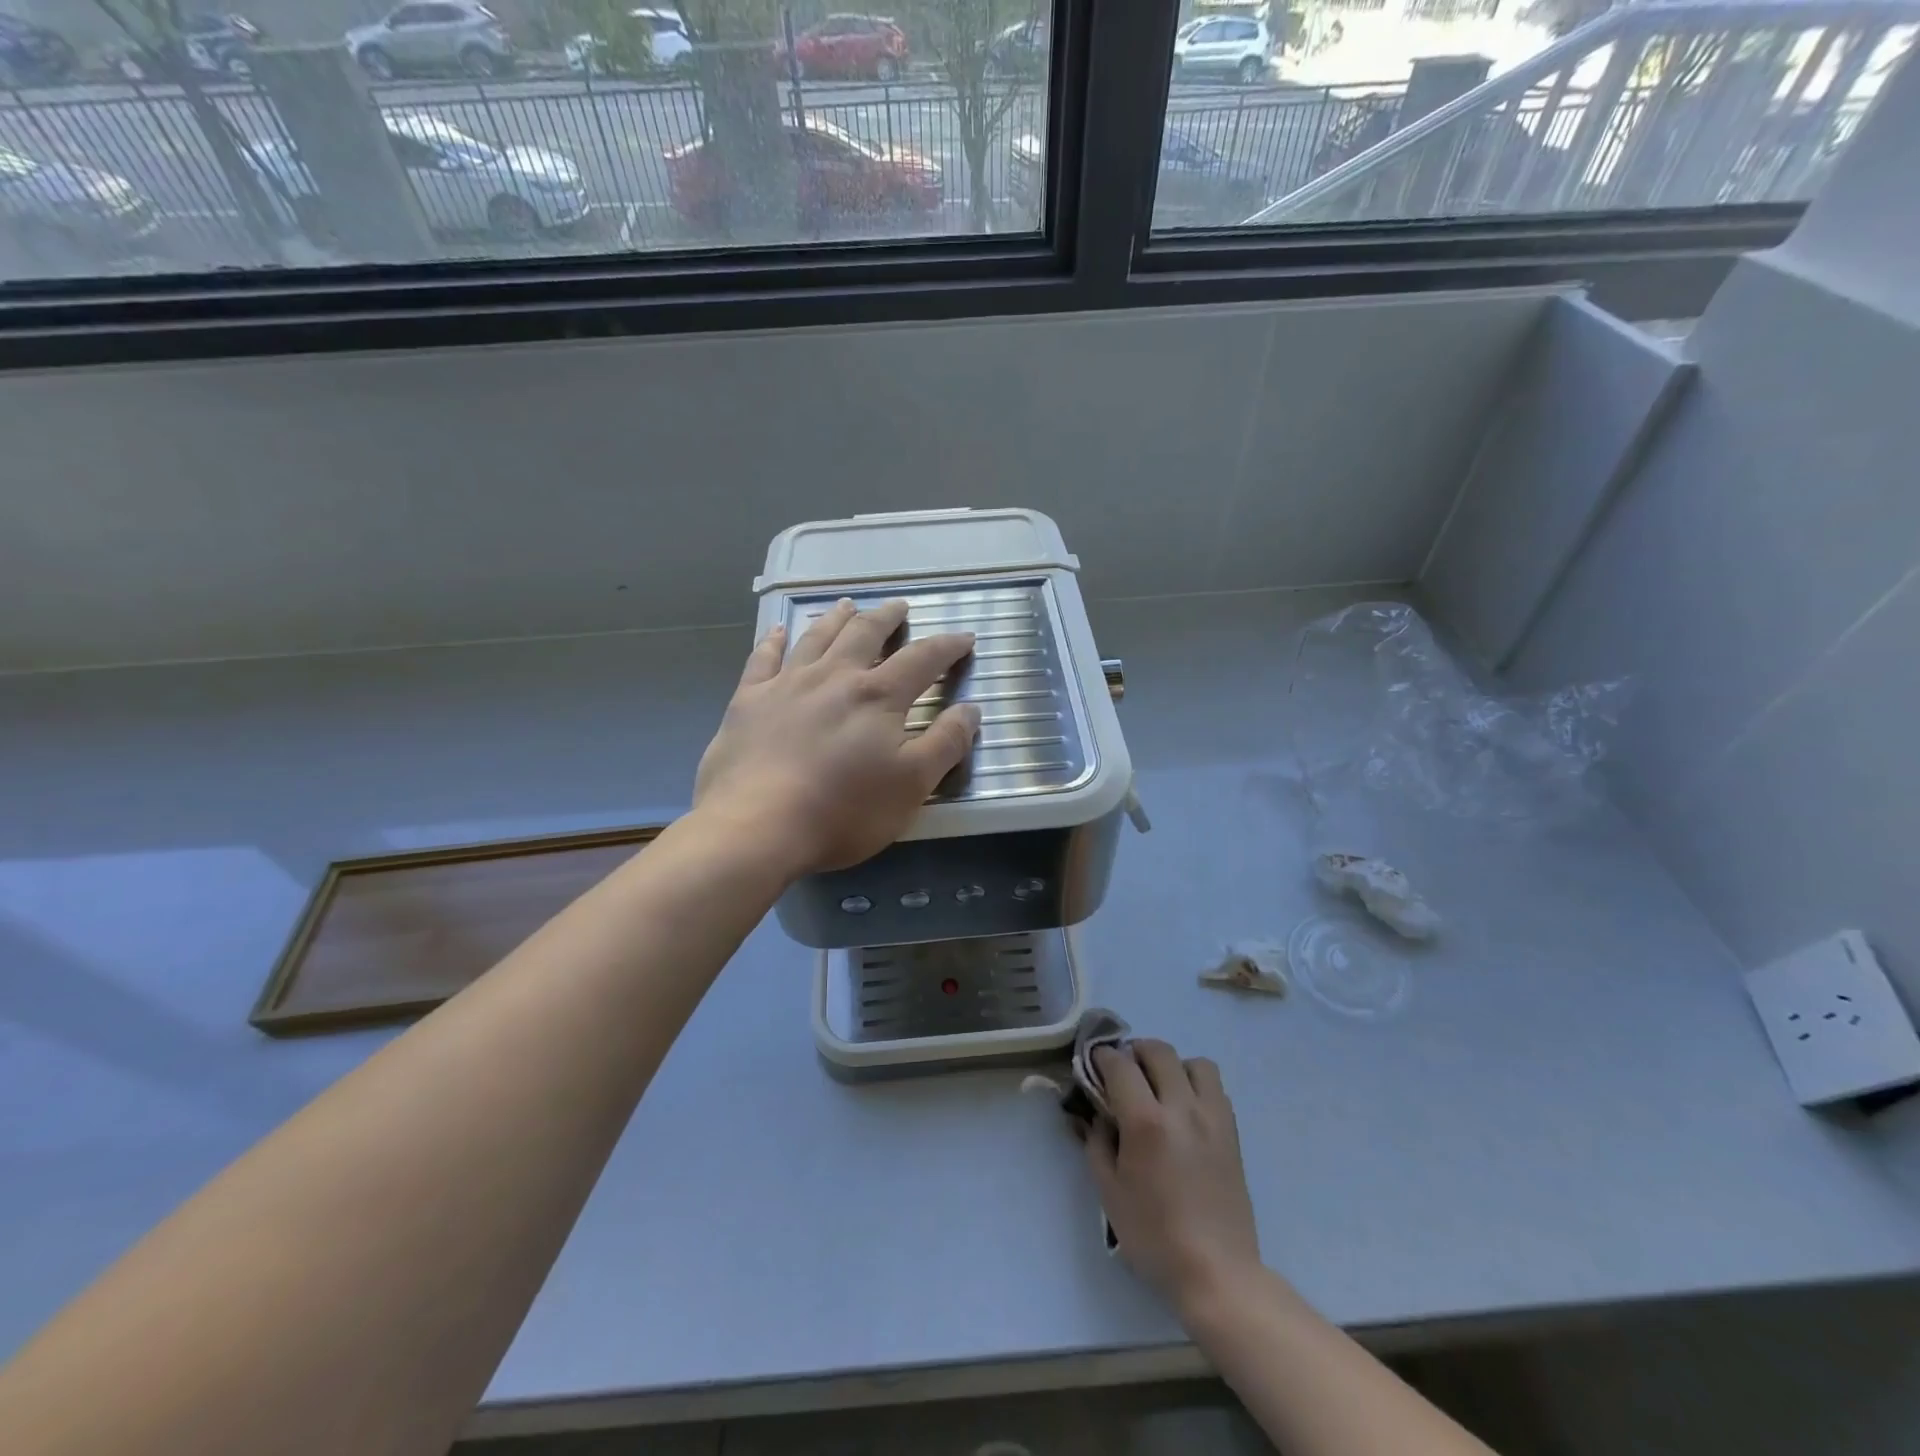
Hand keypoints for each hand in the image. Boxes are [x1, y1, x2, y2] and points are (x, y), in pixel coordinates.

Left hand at [694, 598, 979, 875]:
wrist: (759, 828)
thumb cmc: (845, 811)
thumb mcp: (913, 784)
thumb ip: (946, 743)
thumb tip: (971, 708)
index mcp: (878, 696)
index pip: (922, 659)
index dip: (947, 646)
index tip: (964, 638)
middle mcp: (834, 677)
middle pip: (865, 634)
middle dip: (887, 617)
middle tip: (899, 605)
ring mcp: (786, 685)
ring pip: (816, 638)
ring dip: (836, 619)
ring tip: (847, 606)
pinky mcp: (748, 701)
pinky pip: (763, 659)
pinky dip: (774, 641)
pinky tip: (779, 631)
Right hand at [1086, 1040, 1261, 1314]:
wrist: (1217, 1273)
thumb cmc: (1154, 1236)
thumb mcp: (1109, 1191)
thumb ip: (1097, 1141)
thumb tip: (1096, 1113)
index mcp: (1146, 1122)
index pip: (1120, 1064)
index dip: (1102, 1057)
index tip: (1093, 1063)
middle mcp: (1182, 1108)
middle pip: (1158, 1051)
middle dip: (1135, 1052)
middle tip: (1123, 1073)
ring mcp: (1212, 1117)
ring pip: (1194, 1062)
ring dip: (1172, 1066)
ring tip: (1160, 1089)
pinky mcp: (1232, 1132)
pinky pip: (1215, 1088)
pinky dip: (1196, 1086)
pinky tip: (1184, 1112)